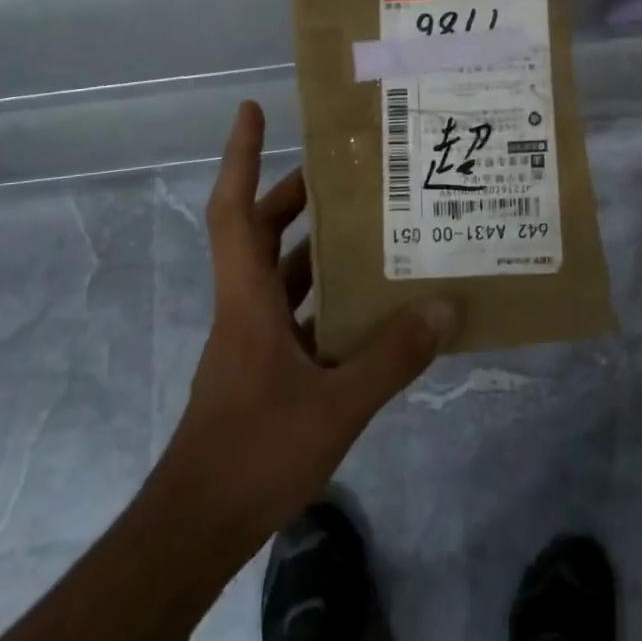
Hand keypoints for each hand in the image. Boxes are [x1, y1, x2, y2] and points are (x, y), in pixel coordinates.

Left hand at [156, 102, 458, 552]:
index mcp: (247, 298)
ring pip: (281, 275)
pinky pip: (298, 316)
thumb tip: (444, 305)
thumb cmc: (255, 450)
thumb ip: (393, 355)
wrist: (197, 529)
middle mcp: (245, 307)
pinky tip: (371, 310)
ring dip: (316, 248)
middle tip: (344, 171)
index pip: (233, 210)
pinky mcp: (265, 371)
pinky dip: (328, 301)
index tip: (252, 110)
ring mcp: (252, 341)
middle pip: (260, 233)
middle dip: (294, 195)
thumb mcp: (337, 403)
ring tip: (370, 229)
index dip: (239, 156)